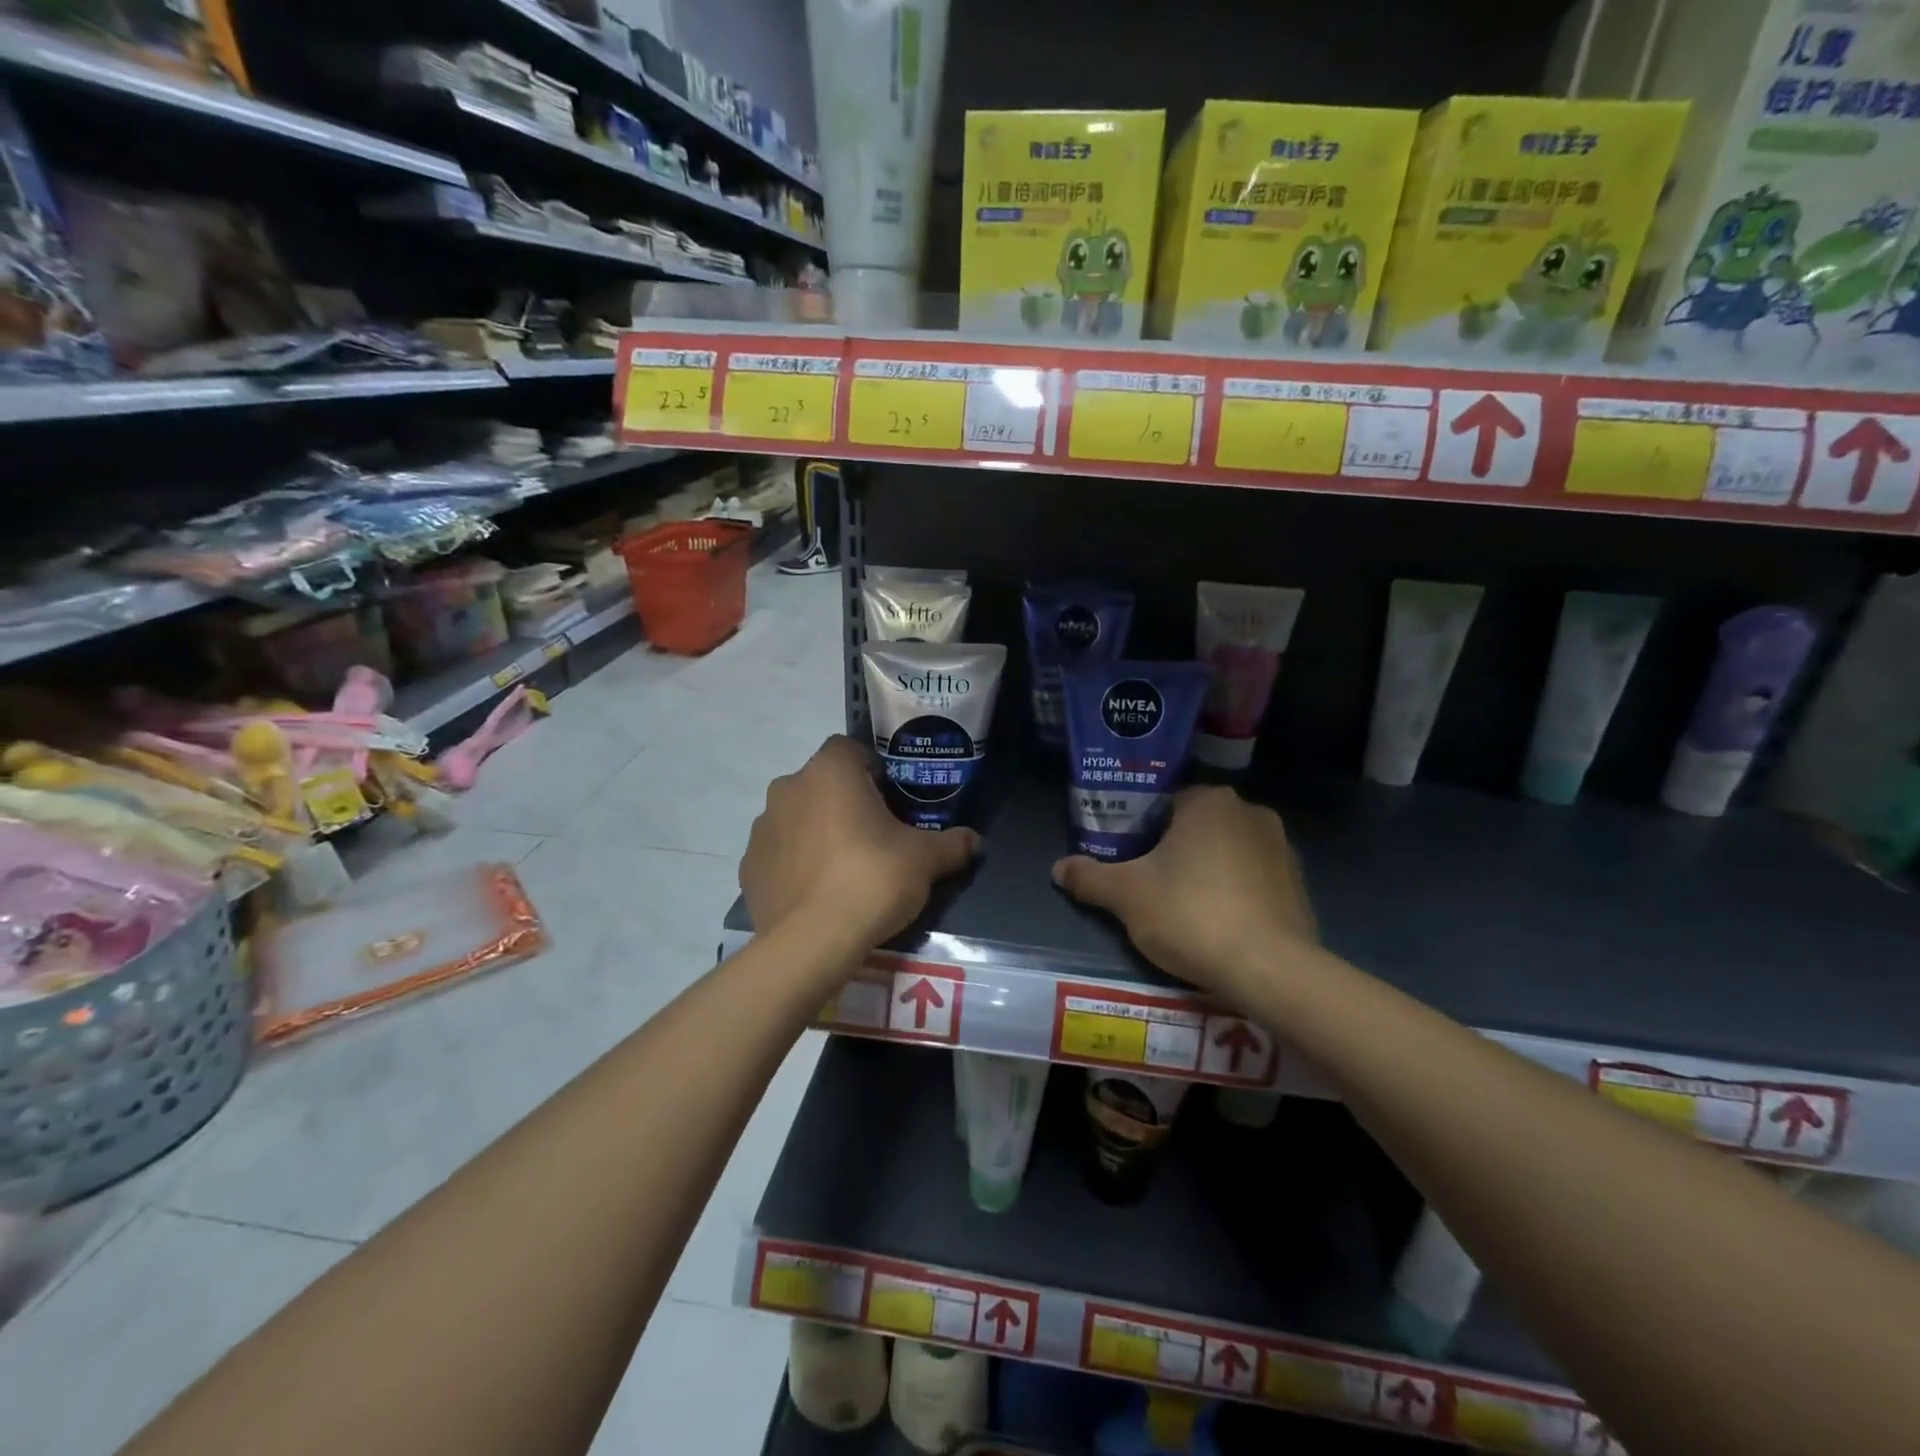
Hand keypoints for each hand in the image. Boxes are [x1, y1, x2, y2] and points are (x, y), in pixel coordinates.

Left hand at [741, 735, 978, 955]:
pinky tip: (817, 891)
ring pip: (797, 816)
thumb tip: (974, 841)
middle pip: (822, 783)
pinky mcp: (748, 865)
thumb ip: (951, 843)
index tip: (890, 801)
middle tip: (873, 836)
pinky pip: (779, 853)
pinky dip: (795, 863)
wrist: (812, 941)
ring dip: (817, 830)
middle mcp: (789, 787)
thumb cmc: (872, 879)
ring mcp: (763, 827)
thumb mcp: (925, 860)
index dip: (871, 771)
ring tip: (844, 868)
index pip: (849, 750)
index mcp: (830, 771)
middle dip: (844, 802)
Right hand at [1051, 786, 1316, 999]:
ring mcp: (1282, 848)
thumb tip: (1058, 868)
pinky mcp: (1299, 884)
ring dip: (1204, 870)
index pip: (1163, 803)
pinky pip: (1252, 878)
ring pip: (1225, 851)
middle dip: (1172, 850)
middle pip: (1195, 826)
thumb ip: (1090, 877)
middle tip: (1147, 884)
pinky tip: (1218, 923)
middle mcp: (1250, 812)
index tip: (1127, 859)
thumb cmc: (1191, 915)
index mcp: (1210, 801)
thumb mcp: (1126, 896)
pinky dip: (1233, 892)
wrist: (1270, 970)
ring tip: (1182, 908)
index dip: (1139, 829)